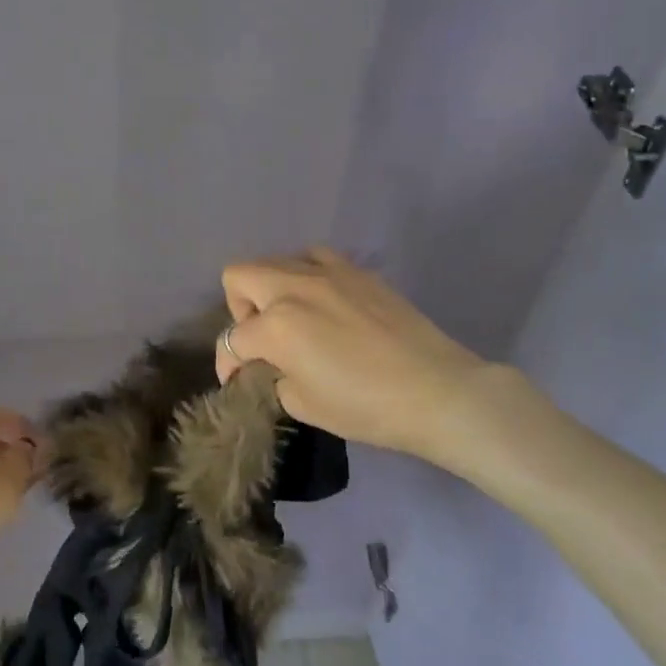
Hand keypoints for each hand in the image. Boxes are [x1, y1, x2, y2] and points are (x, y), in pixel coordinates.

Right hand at [217, 249, 495, 469]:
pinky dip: (305, 276)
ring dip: (270, 288)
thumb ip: (276, 378)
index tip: (238, 382)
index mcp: (277, 325)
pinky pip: (314, 258)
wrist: (437, 391)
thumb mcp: (304, 405)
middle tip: (260, 340)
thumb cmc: (367, 407)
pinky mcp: (358, 271)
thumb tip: (274, 366)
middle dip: (238, 309)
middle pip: (239, 276)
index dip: (228, 365)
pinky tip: (323, 303)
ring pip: (275, 260)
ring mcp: (328, 272)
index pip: (233, 339)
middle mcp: (294, 287)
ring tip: (291, 318)